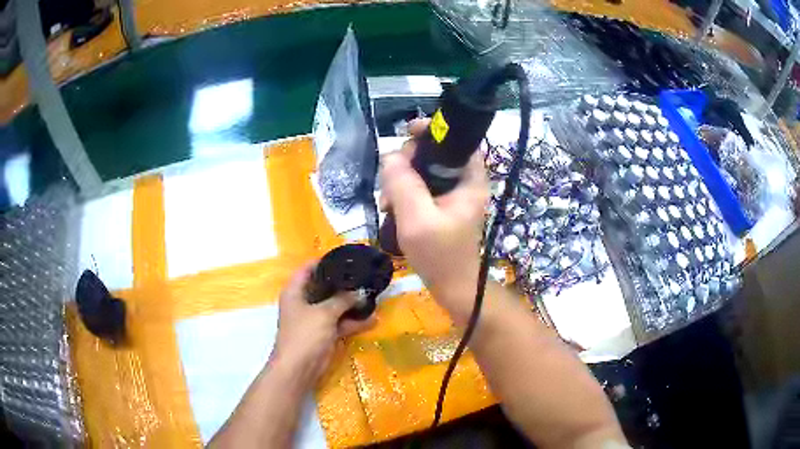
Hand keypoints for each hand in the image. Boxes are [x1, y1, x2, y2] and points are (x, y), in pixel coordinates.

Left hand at [272, 263, 374, 382]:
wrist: (298, 368)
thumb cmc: (305, 334)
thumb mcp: (324, 313)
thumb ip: (342, 300)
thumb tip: (360, 291)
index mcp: (295, 292)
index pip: (307, 269)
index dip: (324, 262)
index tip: (345, 258)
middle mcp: (303, 303)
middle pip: (323, 287)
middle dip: (343, 284)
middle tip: (363, 275)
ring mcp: (314, 319)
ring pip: (334, 306)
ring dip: (351, 304)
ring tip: (372, 295)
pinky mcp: (323, 334)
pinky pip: (340, 323)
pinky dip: (353, 322)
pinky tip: (372, 319)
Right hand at [380, 119, 488, 325]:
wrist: (452, 287)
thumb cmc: (440, 255)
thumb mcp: (417, 219)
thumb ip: (403, 184)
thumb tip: (390, 156)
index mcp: (470, 180)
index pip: (457, 141)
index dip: (434, 132)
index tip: (407, 133)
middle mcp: (464, 182)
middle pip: (436, 154)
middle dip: (409, 161)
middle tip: (391, 180)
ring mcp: (453, 195)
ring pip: (424, 171)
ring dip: (402, 180)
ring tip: (388, 201)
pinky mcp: (442, 206)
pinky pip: (420, 188)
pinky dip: (404, 193)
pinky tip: (392, 208)